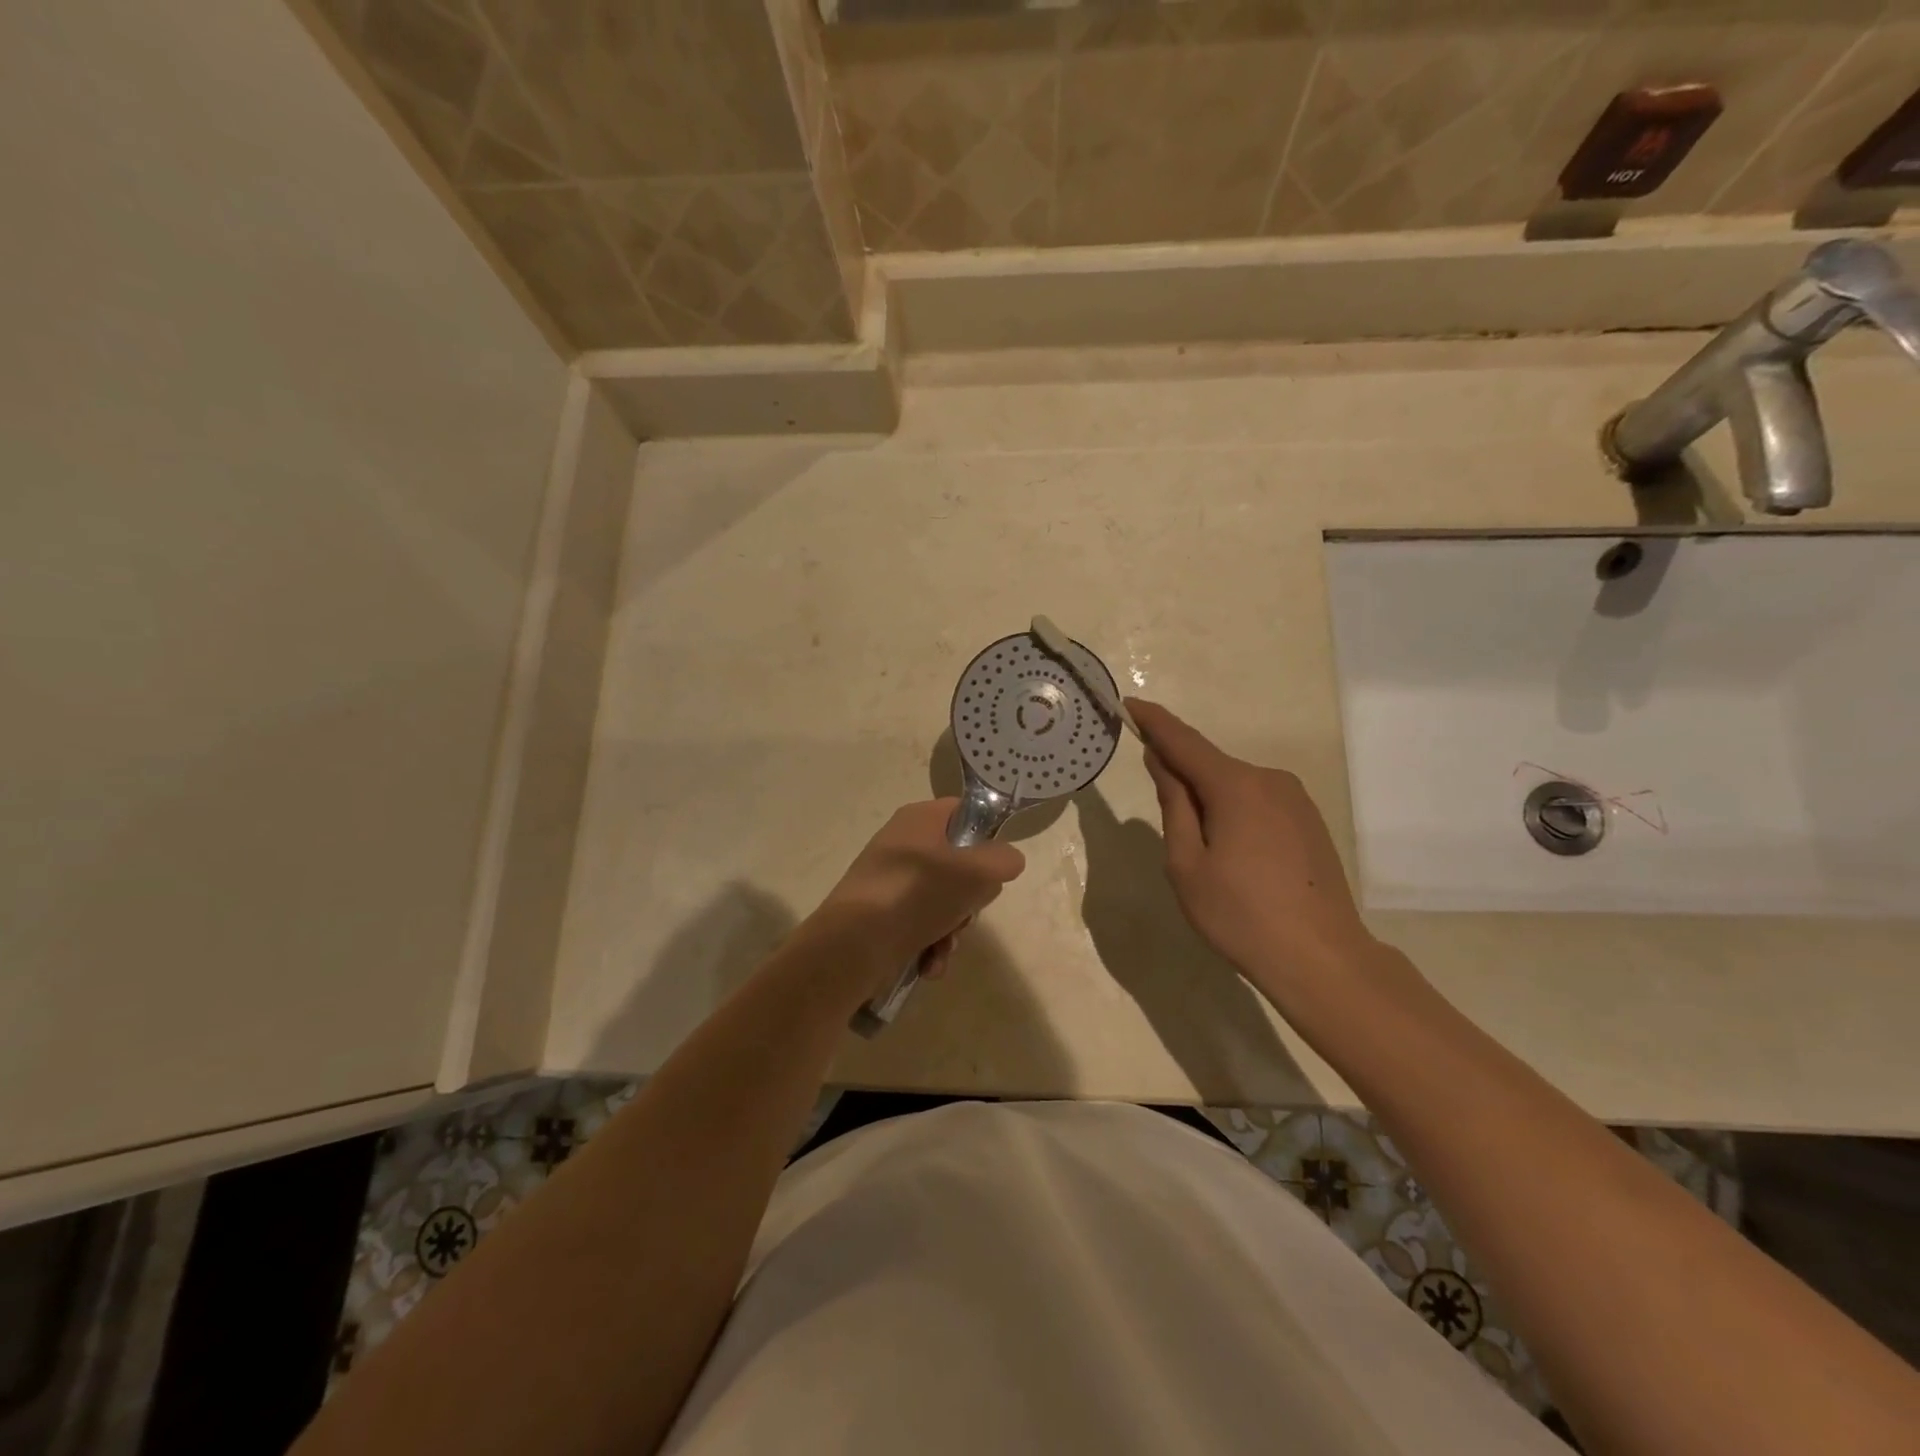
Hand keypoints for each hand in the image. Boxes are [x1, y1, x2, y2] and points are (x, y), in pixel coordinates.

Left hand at [808, 799, 1025, 995]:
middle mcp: (904, 844)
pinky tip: (929, 965)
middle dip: (970, 899)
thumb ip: (1003, 860)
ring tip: (943, 948)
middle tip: (966, 912)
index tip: (995, 867)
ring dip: (953, 930)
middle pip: (959, 864)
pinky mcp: (882, 914)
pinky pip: (921, 925)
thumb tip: (1007, 861)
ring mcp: (891, 880)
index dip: (987, 837)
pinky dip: (931, 946)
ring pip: (944, 900)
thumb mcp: (975, 872)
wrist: (851, 945)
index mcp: (920, 819)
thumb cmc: (916, 894)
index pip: (965, 812)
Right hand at [1128, 699, 1375, 991]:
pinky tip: (1236, 859)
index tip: (1130, 705)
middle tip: (1169, 831)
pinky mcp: (1308, 820)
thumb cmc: (1240, 914)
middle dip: (1181, 779)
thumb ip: (1173, 804)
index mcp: (1235, 786)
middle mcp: (1269, 779)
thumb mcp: (1187, 864)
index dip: (1154, 723)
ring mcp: (1295, 799)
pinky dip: (1235, 815)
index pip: (1183, 741)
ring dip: (1210, 803)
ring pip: (1234, 787)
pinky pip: (1257, 803)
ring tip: (1206, 859)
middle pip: (1210, 766)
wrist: (1322, 958)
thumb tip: (1161, 760)